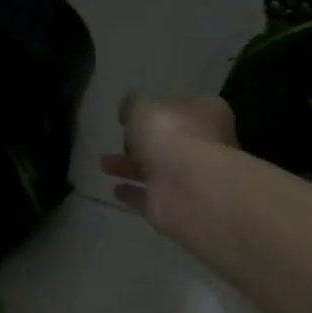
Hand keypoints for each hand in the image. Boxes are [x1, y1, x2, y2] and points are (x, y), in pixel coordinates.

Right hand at [103, 94, 237, 233]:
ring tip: (104, 165)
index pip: (183, 108)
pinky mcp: (176, 206)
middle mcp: (205, 145)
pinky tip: (115, 190)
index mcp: (207, 114)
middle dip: (142, 143)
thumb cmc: (171, 135)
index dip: (160, 111)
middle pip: (170, 142)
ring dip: (132, 168)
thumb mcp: (143, 107)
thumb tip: (128, 110)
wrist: (188, 189)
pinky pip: (151, 197)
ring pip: (157, 170)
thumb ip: (133, 106)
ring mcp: (192, 178)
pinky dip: (134, 194)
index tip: (135, 117)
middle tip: (120, 142)